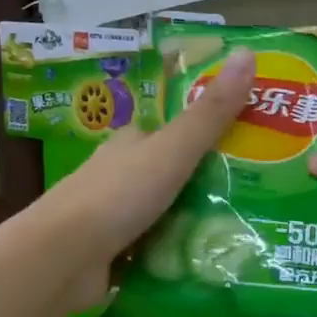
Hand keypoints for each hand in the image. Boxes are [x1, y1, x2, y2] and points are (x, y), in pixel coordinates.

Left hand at [39, 49, 256, 312]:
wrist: (62, 258)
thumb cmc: (117, 195)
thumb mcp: (173, 150)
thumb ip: (210, 112)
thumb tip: (247, 53)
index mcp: (130, 143)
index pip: (170, 132)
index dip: (204, 135)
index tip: (245, 146)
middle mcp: (119, 175)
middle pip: (170, 174)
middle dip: (205, 184)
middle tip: (254, 196)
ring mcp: (113, 216)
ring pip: (162, 213)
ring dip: (193, 223)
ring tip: (240, 232)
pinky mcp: (111, 254)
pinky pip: (153, 249)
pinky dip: (175, 255)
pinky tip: (205, 263)